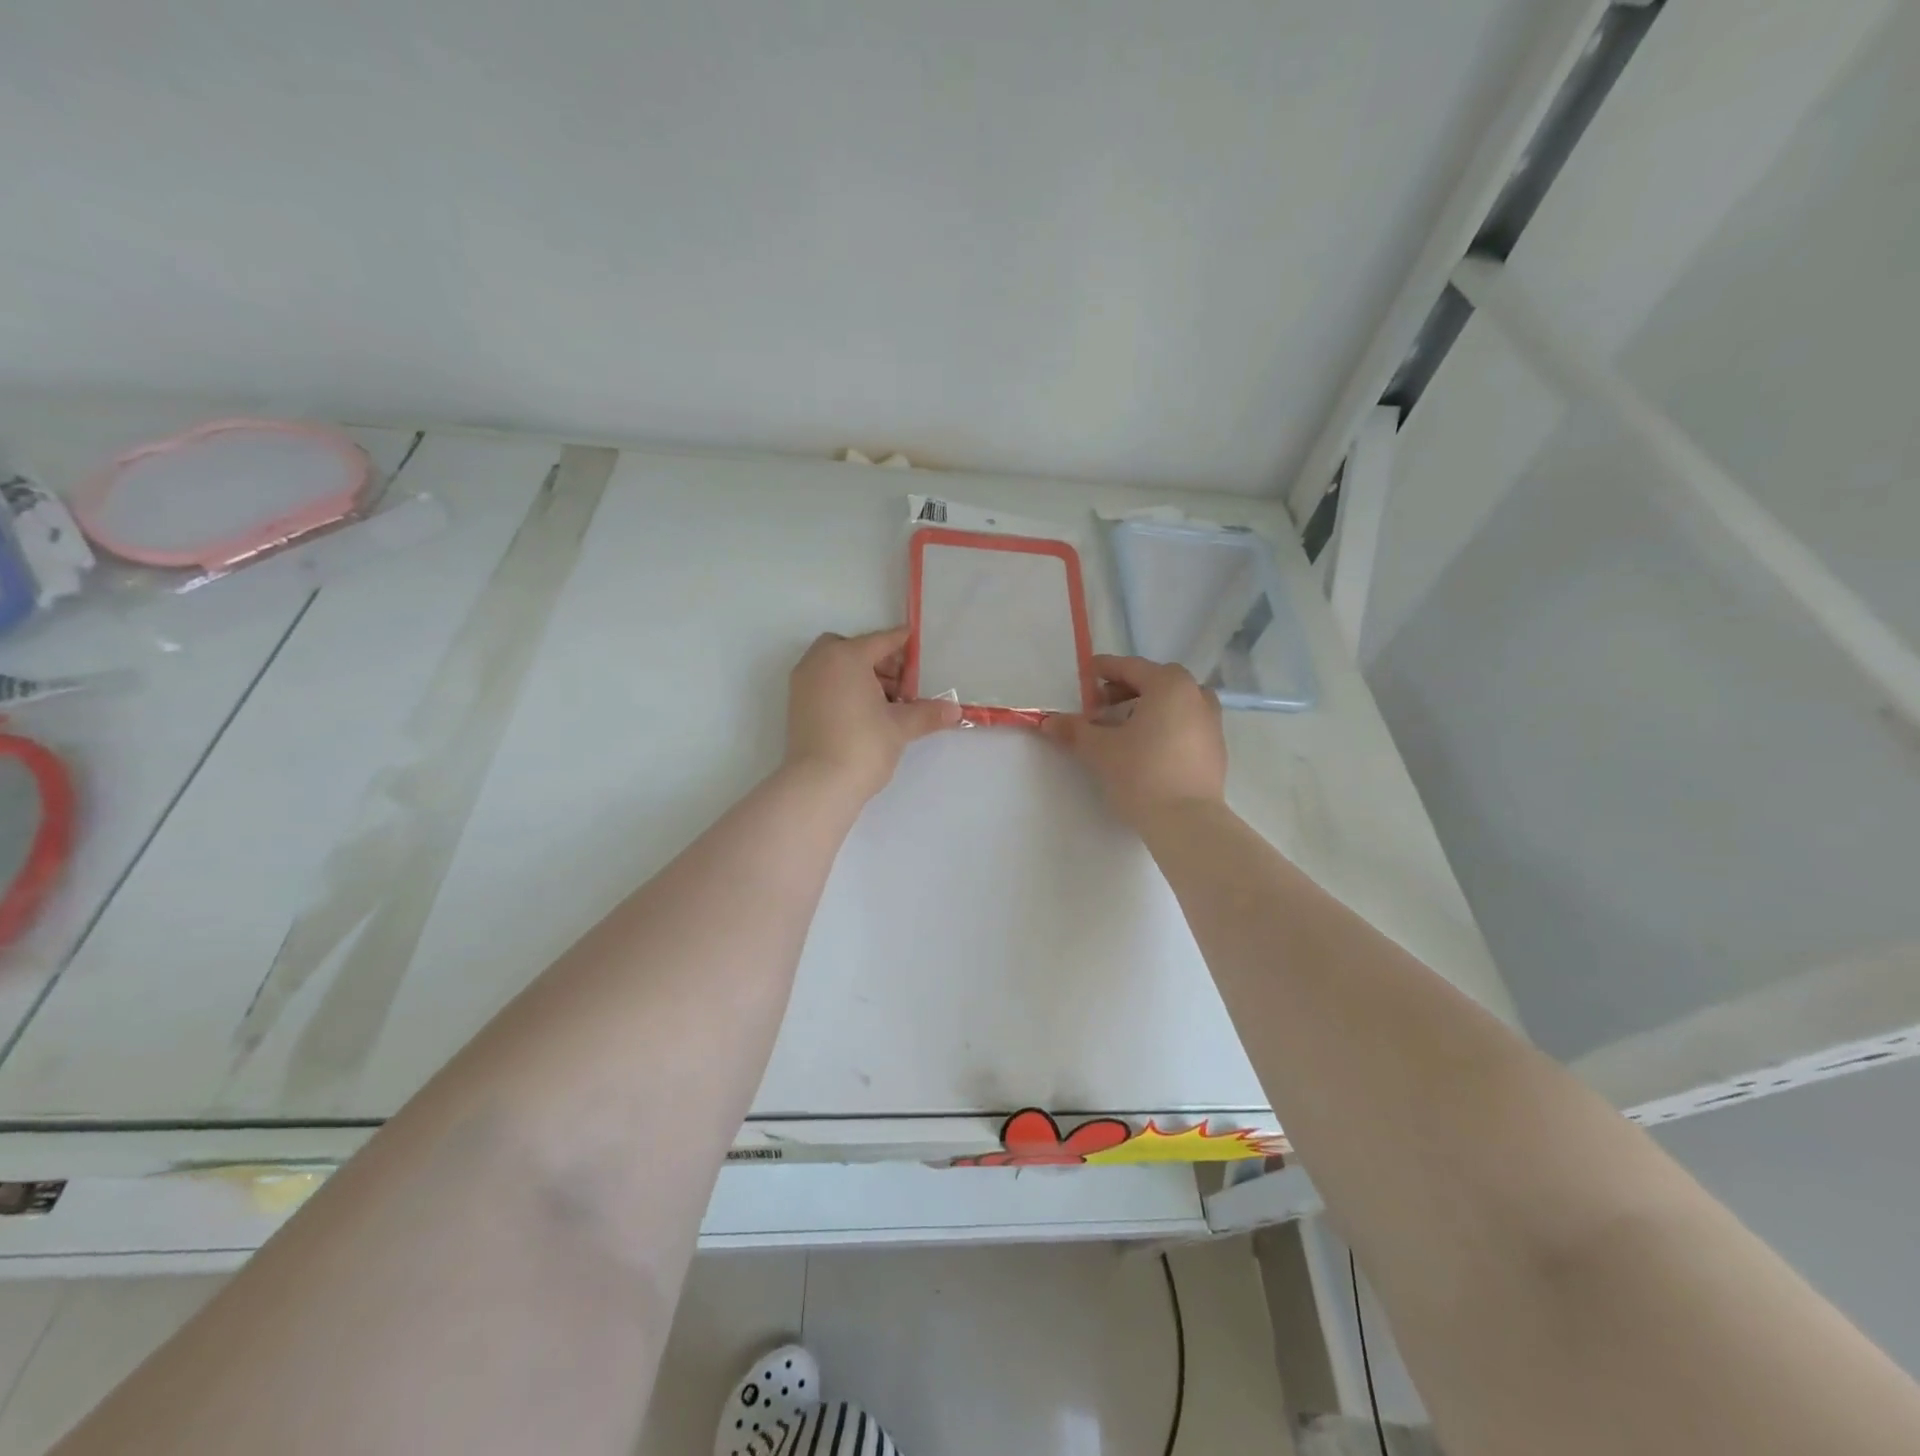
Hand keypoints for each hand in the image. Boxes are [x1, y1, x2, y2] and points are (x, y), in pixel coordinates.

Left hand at [785, 627, 961, 800]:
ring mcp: (803, 683)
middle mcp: (819, 662)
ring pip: (835, 666)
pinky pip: (824, 683)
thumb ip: (927, 713)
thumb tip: (955, 710)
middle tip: (900, 684)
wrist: (818, 785)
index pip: (880, 641)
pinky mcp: (796, 705)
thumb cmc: (863, 745)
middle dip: (877, 660)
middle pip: (852, 649)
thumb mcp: (900, 727)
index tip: (916, 644)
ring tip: (885, 703)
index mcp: (846, 657)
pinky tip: (863, 714)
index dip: (902, 643)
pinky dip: (842, 688)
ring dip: (859, 675)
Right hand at [1041, 655, 1225, 827]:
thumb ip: (1074, 730)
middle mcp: (1195, 695)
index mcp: (1169, 685)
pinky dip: (1165, 725)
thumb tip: (1048, 721)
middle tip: (1101, 706)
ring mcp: (1211, 722)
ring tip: (1124, 727)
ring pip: (1174, 703)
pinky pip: (1186, 724)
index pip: (1131, 667)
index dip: (1104, 669)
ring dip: (1148, 707)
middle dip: (1126, 689)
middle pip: (1156, 681)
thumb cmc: (1141, 774)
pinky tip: (1146, 748)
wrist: (1186, 821)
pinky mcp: (1216, 748)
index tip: (1085, 675)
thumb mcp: (1099, 750)